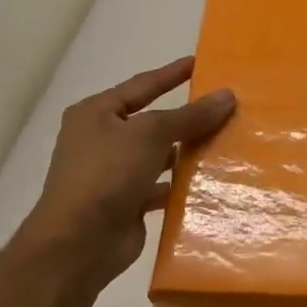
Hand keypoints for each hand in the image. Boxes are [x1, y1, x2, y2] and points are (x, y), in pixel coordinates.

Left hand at [13, 57, 235, 293]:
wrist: (78, 243)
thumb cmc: (107, 174)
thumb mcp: (150, 134)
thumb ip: (190, 115)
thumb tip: (227, 95)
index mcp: (96, 114)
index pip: (142, 85)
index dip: (171, 74)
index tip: (200, 63)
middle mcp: (102, 140)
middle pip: (153, 121)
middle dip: (187, 116)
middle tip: (225, 106)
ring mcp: (114, 174)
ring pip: (159, 155)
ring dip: (188, 151)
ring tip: (228, 141)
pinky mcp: (127, 203)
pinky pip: (162, 186)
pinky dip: (183, 183)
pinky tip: (213, 180)